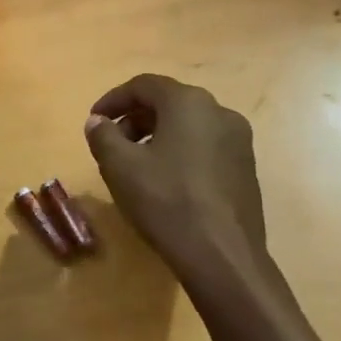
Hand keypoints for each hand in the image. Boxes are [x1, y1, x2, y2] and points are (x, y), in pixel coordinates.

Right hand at [86, 75, 270, 287]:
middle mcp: (219, 112)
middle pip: (169, 103)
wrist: (222, 255)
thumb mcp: (120, 166)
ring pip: (188, 125)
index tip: (94, 120)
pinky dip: (180, 152)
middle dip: (135, 118)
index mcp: (189, 103)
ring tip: (135, 165)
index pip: (144, 85)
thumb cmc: (166, 201)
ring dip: (157, 136)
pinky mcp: (246, 169)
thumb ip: (103, 135)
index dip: (113, 99)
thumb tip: (97, 122)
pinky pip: (205, 147)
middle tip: (111, 144)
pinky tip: (165, 181)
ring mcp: (239, 141)